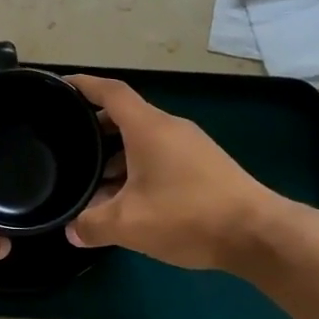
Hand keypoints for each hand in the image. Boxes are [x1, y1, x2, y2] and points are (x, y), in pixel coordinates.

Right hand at [64, 74, 280, 273]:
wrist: (257, 233)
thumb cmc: (187, 216)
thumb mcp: (128, 225)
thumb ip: (92, 225)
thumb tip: (72, 231)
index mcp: (148, 128)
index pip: (111, 92)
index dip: (84, 85)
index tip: (62, 85)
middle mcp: (170, 128)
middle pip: (126, 117)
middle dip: (96, 128)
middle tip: (70, 146)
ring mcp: (191, 146)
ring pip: (144, 140)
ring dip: (117, 156)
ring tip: (94, 183)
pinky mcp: (205, 166)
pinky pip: (161, 156)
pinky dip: (138, 169)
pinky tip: (129, 200)